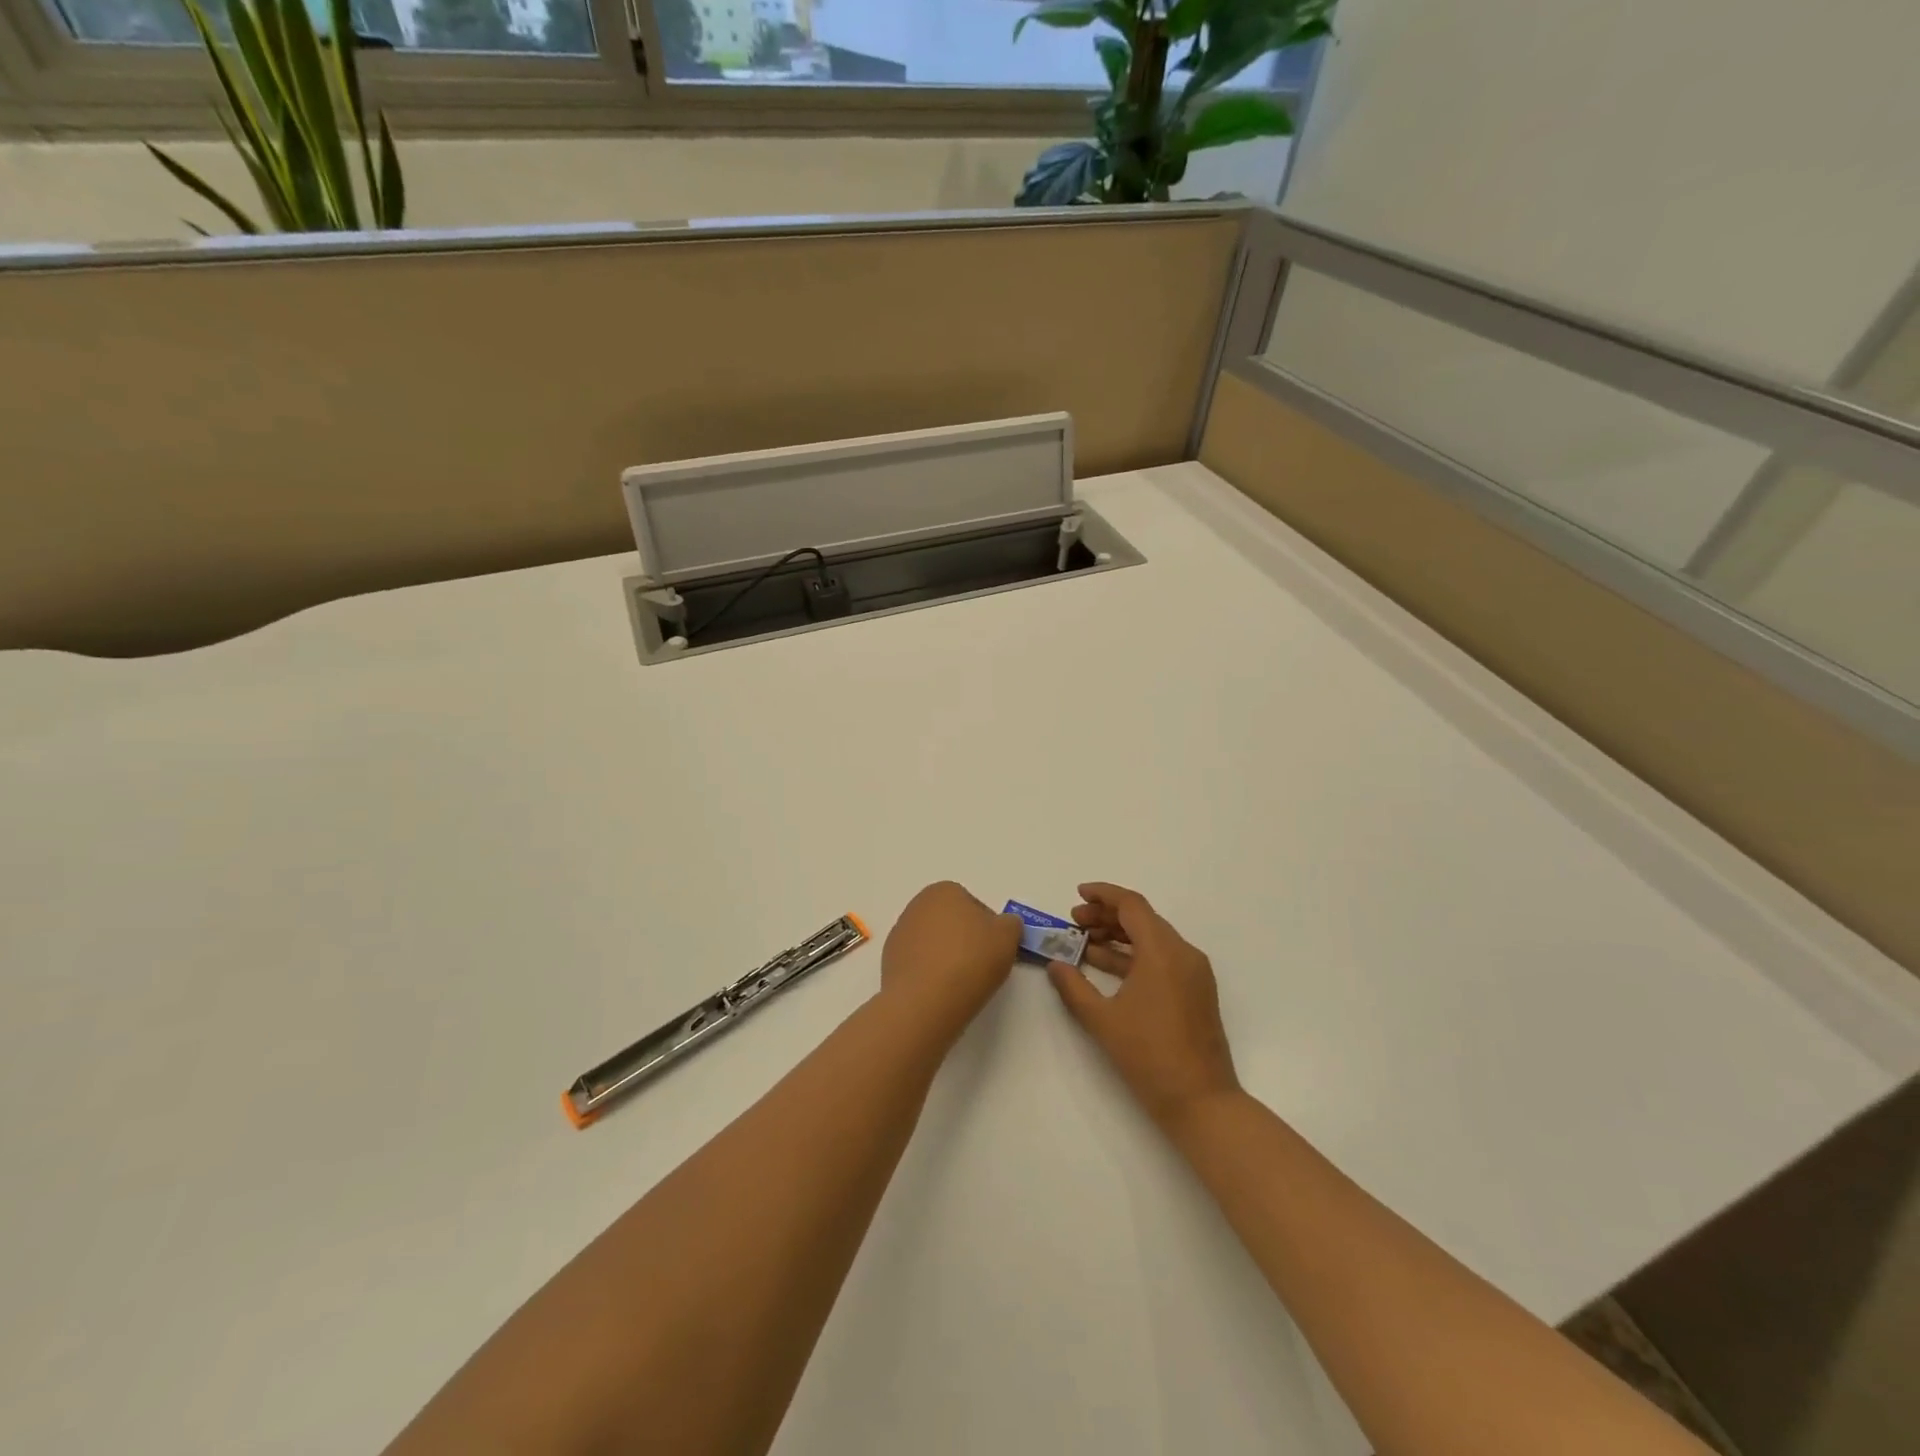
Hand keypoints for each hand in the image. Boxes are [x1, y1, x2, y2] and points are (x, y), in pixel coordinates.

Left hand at [881, 881, 1021, 1031]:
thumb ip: (1011, 924)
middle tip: (980, 966)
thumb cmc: (970, 960)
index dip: (989, 930)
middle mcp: (917, 905)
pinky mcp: (889, 961)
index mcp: (944, 890)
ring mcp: (900, 933)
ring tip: (960, 983)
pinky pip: (919, 963)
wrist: (925, 1001)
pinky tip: (939, 991)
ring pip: (934, 943)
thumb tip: (1005, 925)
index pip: (975, 906)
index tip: (994, 951)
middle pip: (951, 922)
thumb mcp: (1008, 936)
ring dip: (947, 957)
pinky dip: (930, 973)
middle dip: (965, 940)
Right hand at [1046, 882, 1241, 1129]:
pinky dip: (1134, 956)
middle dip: (1106, 916)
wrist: (1201, 1102)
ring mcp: (1193, 973)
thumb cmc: (1149, 1056)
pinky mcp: (1196, 992)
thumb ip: (1074, 987)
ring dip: (1119, 936)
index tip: (1077, 895)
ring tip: (1085, 943)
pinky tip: (1107, 967)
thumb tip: (1055, 965)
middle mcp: (1183, 953)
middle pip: (1142, 919)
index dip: (1103, 895)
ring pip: (1152, 939)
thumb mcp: (1102, 1020)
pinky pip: (1162, 959)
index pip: (1132, 905)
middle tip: (1074, 923)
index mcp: (1163, 951)